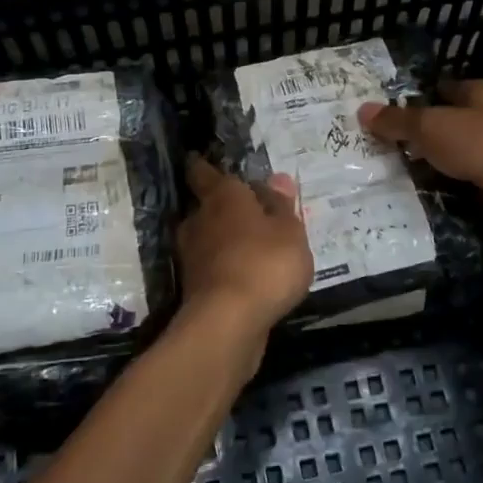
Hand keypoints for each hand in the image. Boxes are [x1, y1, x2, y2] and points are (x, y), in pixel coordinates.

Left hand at [174, 156, 314, 355]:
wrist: (228, 323)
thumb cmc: (264, 263)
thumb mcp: (289, 232)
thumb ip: (282, 207)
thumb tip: (276, 179)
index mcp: (222, 197)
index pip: (204, 172)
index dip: (202, 166)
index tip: (199, 159)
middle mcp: (200, 221)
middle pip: (206, 206)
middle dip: (222, 207)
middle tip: (246, 208)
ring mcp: (193, 256)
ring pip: (208, 238)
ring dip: (224, 239)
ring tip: (251, 243)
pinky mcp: (195, 288)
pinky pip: (213, 266)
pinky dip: (226, 266)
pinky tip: (246, 274)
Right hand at [358, 80, 482, 245]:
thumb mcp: (434, 126)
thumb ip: (399, 121)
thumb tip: (362, 110)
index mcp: (475, 99)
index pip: (443, 91)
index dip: (417, 97)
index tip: (382, 110)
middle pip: (442, 132)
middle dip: (412, 141)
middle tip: (366, 152)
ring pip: (446, 168)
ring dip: (421, 176)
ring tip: (373, 184)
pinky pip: (454, 200)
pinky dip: (434, 204)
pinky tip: (401, 211)